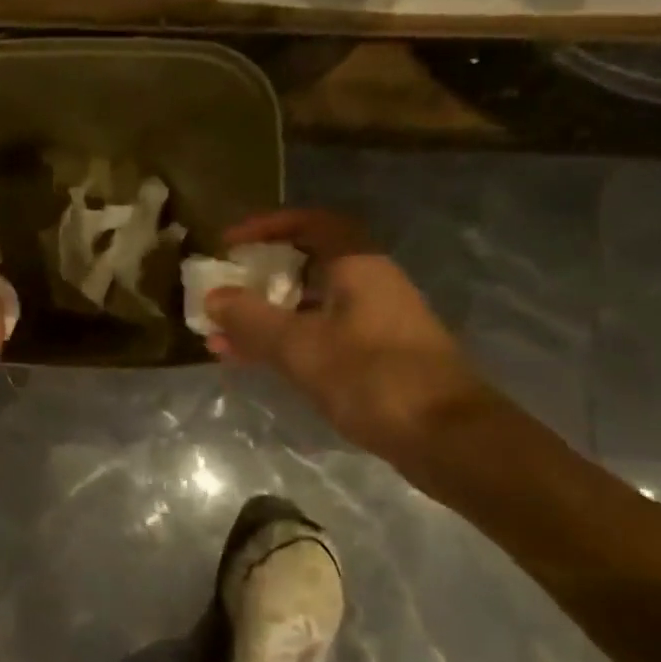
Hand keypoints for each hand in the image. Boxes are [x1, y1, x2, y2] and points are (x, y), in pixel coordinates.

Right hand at [204, 208, 496, 465]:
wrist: (447, 438)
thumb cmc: (371, 378)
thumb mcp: (299, 346)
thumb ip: (251, 319)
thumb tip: (212, 297)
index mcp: (358, 267)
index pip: (310, 223)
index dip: (266, 226)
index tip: (229, 243)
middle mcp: (368, 286)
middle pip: (306, 265)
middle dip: (258, 276)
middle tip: (222, 288)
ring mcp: (373, 323)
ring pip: (308, 306)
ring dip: (264, 316)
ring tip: (219, 334)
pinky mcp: (374, 358)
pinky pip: (317, 336)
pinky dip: (283, 342)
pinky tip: (250, 360)